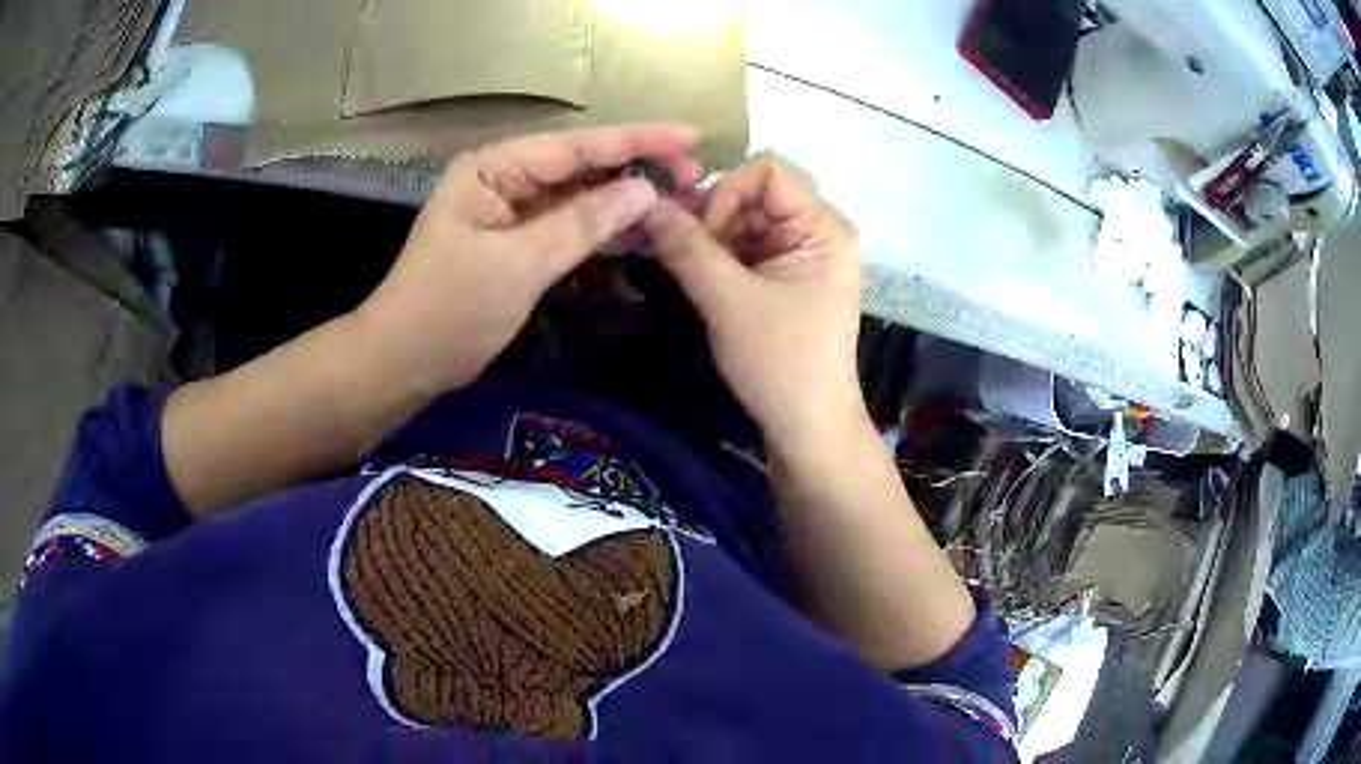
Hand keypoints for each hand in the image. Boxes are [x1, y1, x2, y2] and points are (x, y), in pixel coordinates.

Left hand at [354, 124, 702, 391]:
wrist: (404, 362)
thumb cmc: (449, 310)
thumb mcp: (519, 265)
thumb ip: (583, 223)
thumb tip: (646, 191)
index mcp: (493, 168)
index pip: (575, 146)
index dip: (636, 140)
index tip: (690, 137)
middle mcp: (503, 178)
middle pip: (580, 165)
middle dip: (637, 168)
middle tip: (695, 176)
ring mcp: (509, 210)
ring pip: (578, 195)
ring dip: (624, 199)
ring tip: (680, 199)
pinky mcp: (515, 241)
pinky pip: (567, 225)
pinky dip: (601, 229)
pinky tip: (638, 228)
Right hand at [643, 153, 863, 448]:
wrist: (807, 427)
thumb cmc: (779, 363)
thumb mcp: (728, 301)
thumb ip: (686, 247)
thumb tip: (643, 202)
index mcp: (824, 227)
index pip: (769, 170)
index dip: (728, 190)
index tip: (702, 233)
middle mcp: (819, 231)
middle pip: (757, 192)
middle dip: (716, 216)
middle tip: (682, 252)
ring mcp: (804, 255)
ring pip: (747, 220)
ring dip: (713, 238)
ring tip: (689, 270)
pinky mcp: (788, 277)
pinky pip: (749, 247)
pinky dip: (721, 256)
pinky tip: (702, 280)